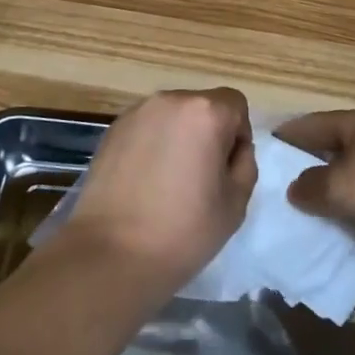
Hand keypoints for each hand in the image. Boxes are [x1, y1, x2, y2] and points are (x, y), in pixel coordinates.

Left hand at [66, 89, 256, 292]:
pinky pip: (147, 128)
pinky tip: (145, 180)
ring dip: (180, 137)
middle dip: (208, 133)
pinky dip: (153, 144)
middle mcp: (170, 100)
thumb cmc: (183, 230)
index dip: (238, 135)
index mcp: (206, 112)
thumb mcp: (235, 203)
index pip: (235, 105)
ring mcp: (137, 113)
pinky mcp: (112, 130)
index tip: (227, 169)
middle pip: (203, 106)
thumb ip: (244, 164)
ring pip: (173, 116)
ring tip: (169, 180)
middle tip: (200, 177)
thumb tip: (232, 149)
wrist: (111, 254)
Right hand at [277, 108, 354, 242]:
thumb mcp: (340, 188)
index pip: (313, 123)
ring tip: (319, 207)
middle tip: (287, 183)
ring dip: (343, 186)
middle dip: (314, 163)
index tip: (266, 148)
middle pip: (339, 145)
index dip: (288, 136)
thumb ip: (311, 188)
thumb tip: (296, 188)